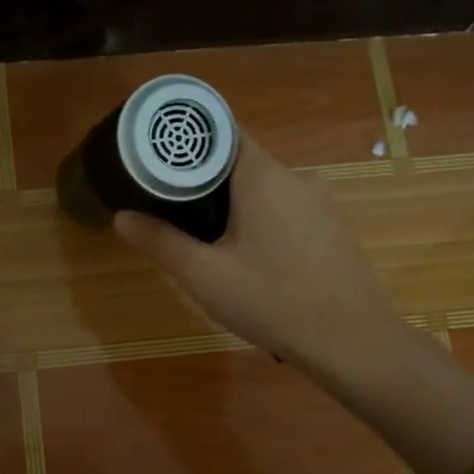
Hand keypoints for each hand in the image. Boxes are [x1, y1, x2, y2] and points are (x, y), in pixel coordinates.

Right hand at [113, 132, 402, 373]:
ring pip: (266, 191)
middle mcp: (296, 178)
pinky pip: (288, 212)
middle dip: (205, 181)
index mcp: (262, 176)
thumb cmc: (272, 300)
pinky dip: (263, 223)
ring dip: (235, 206)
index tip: (159, 157)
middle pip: (241, 163)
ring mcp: (321, 204)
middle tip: (171, 207)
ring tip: (207, 240)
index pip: (223, 132)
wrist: (352, 341)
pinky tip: (253, 261)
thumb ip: (160, 242)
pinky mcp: (333, 230)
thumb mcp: (204, 275)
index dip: (189, 141)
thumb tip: (121, 216)